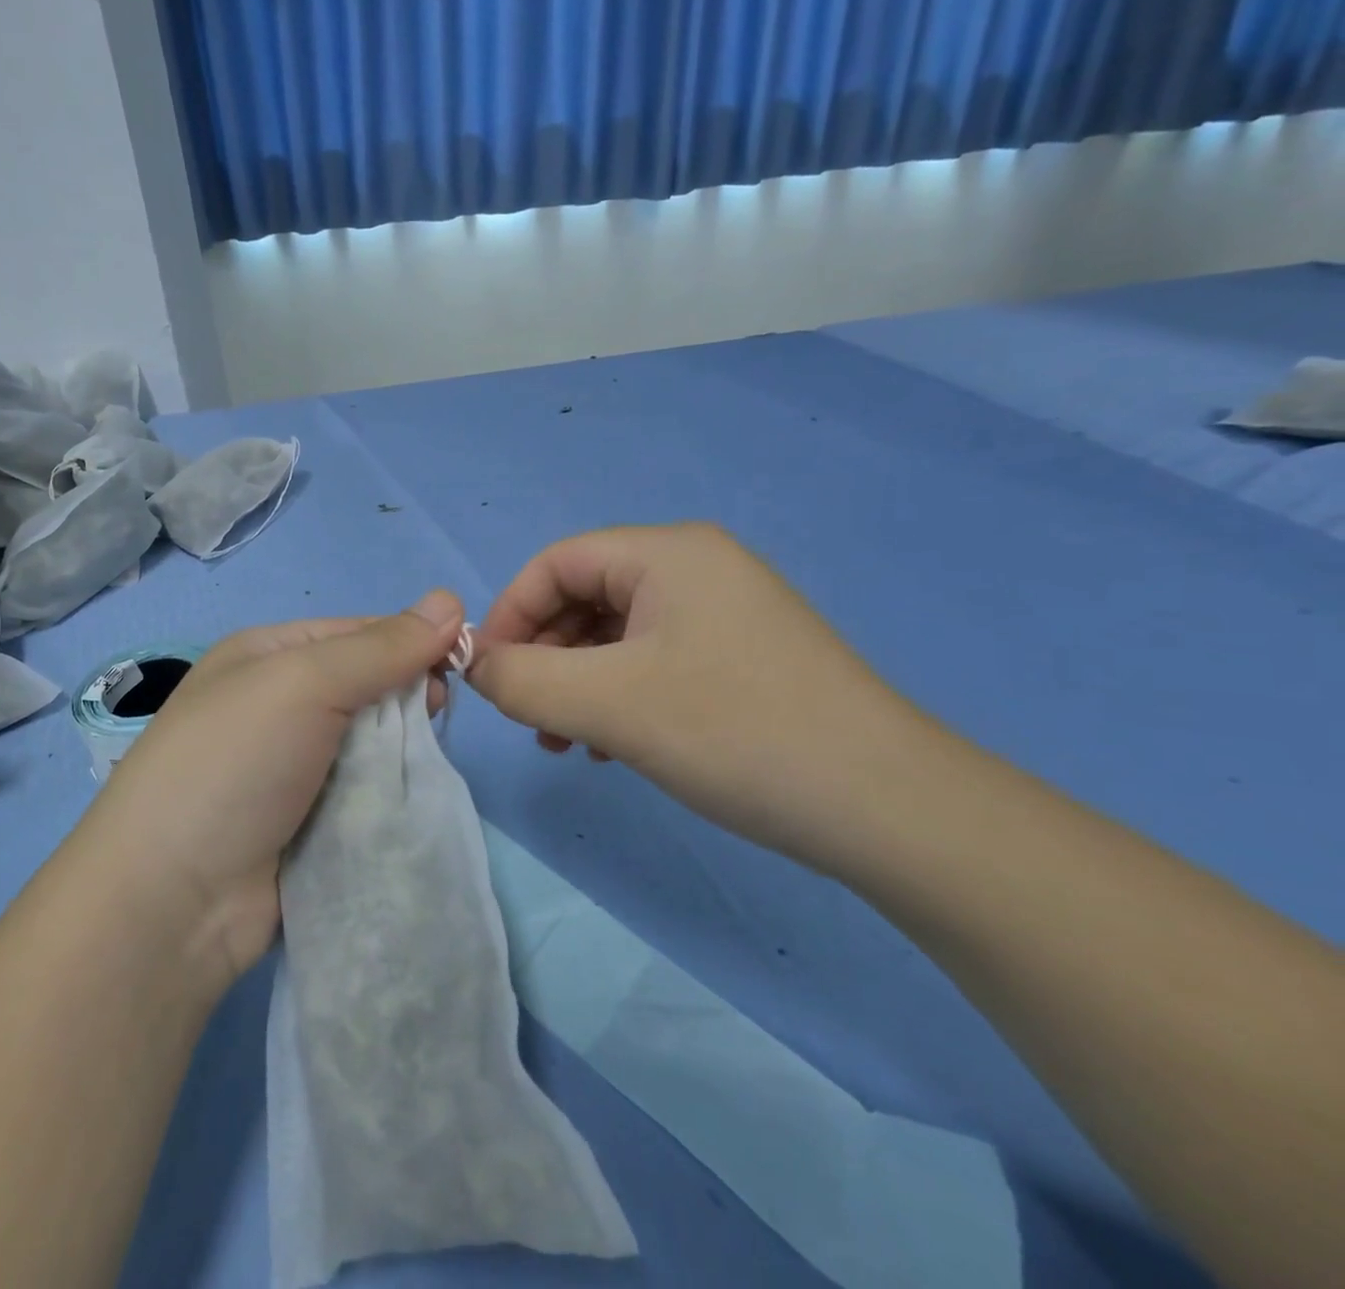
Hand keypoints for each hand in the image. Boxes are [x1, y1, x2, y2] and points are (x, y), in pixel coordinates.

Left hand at [78, 591, 465, 990]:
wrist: (175, 900)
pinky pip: (362, 793)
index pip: (356, 632)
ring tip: (426, 760)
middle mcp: (275, 705)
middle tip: (439, 714)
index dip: (408, 641)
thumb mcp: (305, 682)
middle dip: (405, 697)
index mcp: (266, 656)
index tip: (458, 662)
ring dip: (400, 750)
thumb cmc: (235, 763)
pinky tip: (410, 800)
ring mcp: (289, 768)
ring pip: (369, 743)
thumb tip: (451, 600)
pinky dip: (387, 794)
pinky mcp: (305, 823)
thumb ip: (381, 647)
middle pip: (365, 686)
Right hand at [470, 524, 929, 872]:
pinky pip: (654, 660)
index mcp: (668, 552)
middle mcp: (697, 567)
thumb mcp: (608, 705)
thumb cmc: (735, 732)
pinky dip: (618, 696)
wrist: (887, 808)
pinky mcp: (742, 656)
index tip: (486, 675)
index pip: (556, 562)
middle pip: (586, 596)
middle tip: (530, 719)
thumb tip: (473, 666)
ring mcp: (725, 612)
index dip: (509, 613)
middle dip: (544, 656)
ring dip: (577, 683)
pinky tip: (613, 747)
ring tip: (566, 742)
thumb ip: (521, 680)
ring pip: (617, 635)